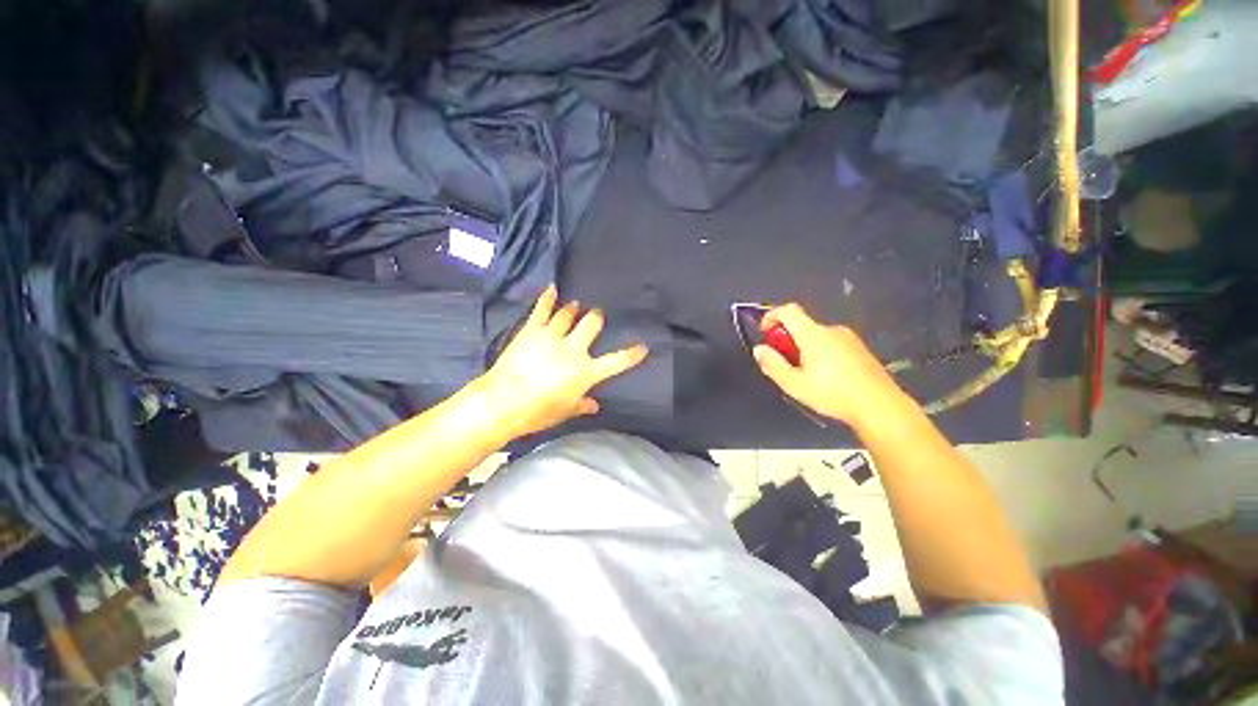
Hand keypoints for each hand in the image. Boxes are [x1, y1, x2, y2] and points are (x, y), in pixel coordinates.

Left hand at [477, 285, 648, 438]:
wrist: (502, 403)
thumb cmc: (537, 413)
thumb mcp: (564, 411)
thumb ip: (582, 405)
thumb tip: (595, 405)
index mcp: (586, 372)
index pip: (617, 361)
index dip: (632, 354)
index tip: (643, 347)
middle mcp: (573, 349)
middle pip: (592, 324)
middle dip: (597, 318)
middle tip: (596, 316)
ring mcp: (552, 336)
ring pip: (568, 314)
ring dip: (574, 309)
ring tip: (576, 305)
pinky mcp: (531, 331)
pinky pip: (542, 310)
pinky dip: (547, 298)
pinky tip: (552, 289)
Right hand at [753, 303, 912, 428]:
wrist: (881, 406)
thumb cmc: (833, 394)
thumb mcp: (794, 384)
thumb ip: (772, 364)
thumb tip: (760, 349)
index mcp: (813, 334)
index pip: (788, 310)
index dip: (771, 316)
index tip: (765, 334)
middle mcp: (831, 330)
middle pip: (801, 325)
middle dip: (786, 340)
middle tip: (784, 365)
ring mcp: (849, 338)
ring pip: (816, 336)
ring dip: (803, 348)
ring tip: (805, 376)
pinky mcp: (860, 349)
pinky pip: (831, 344)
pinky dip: (819, 353)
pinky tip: (826, 378)